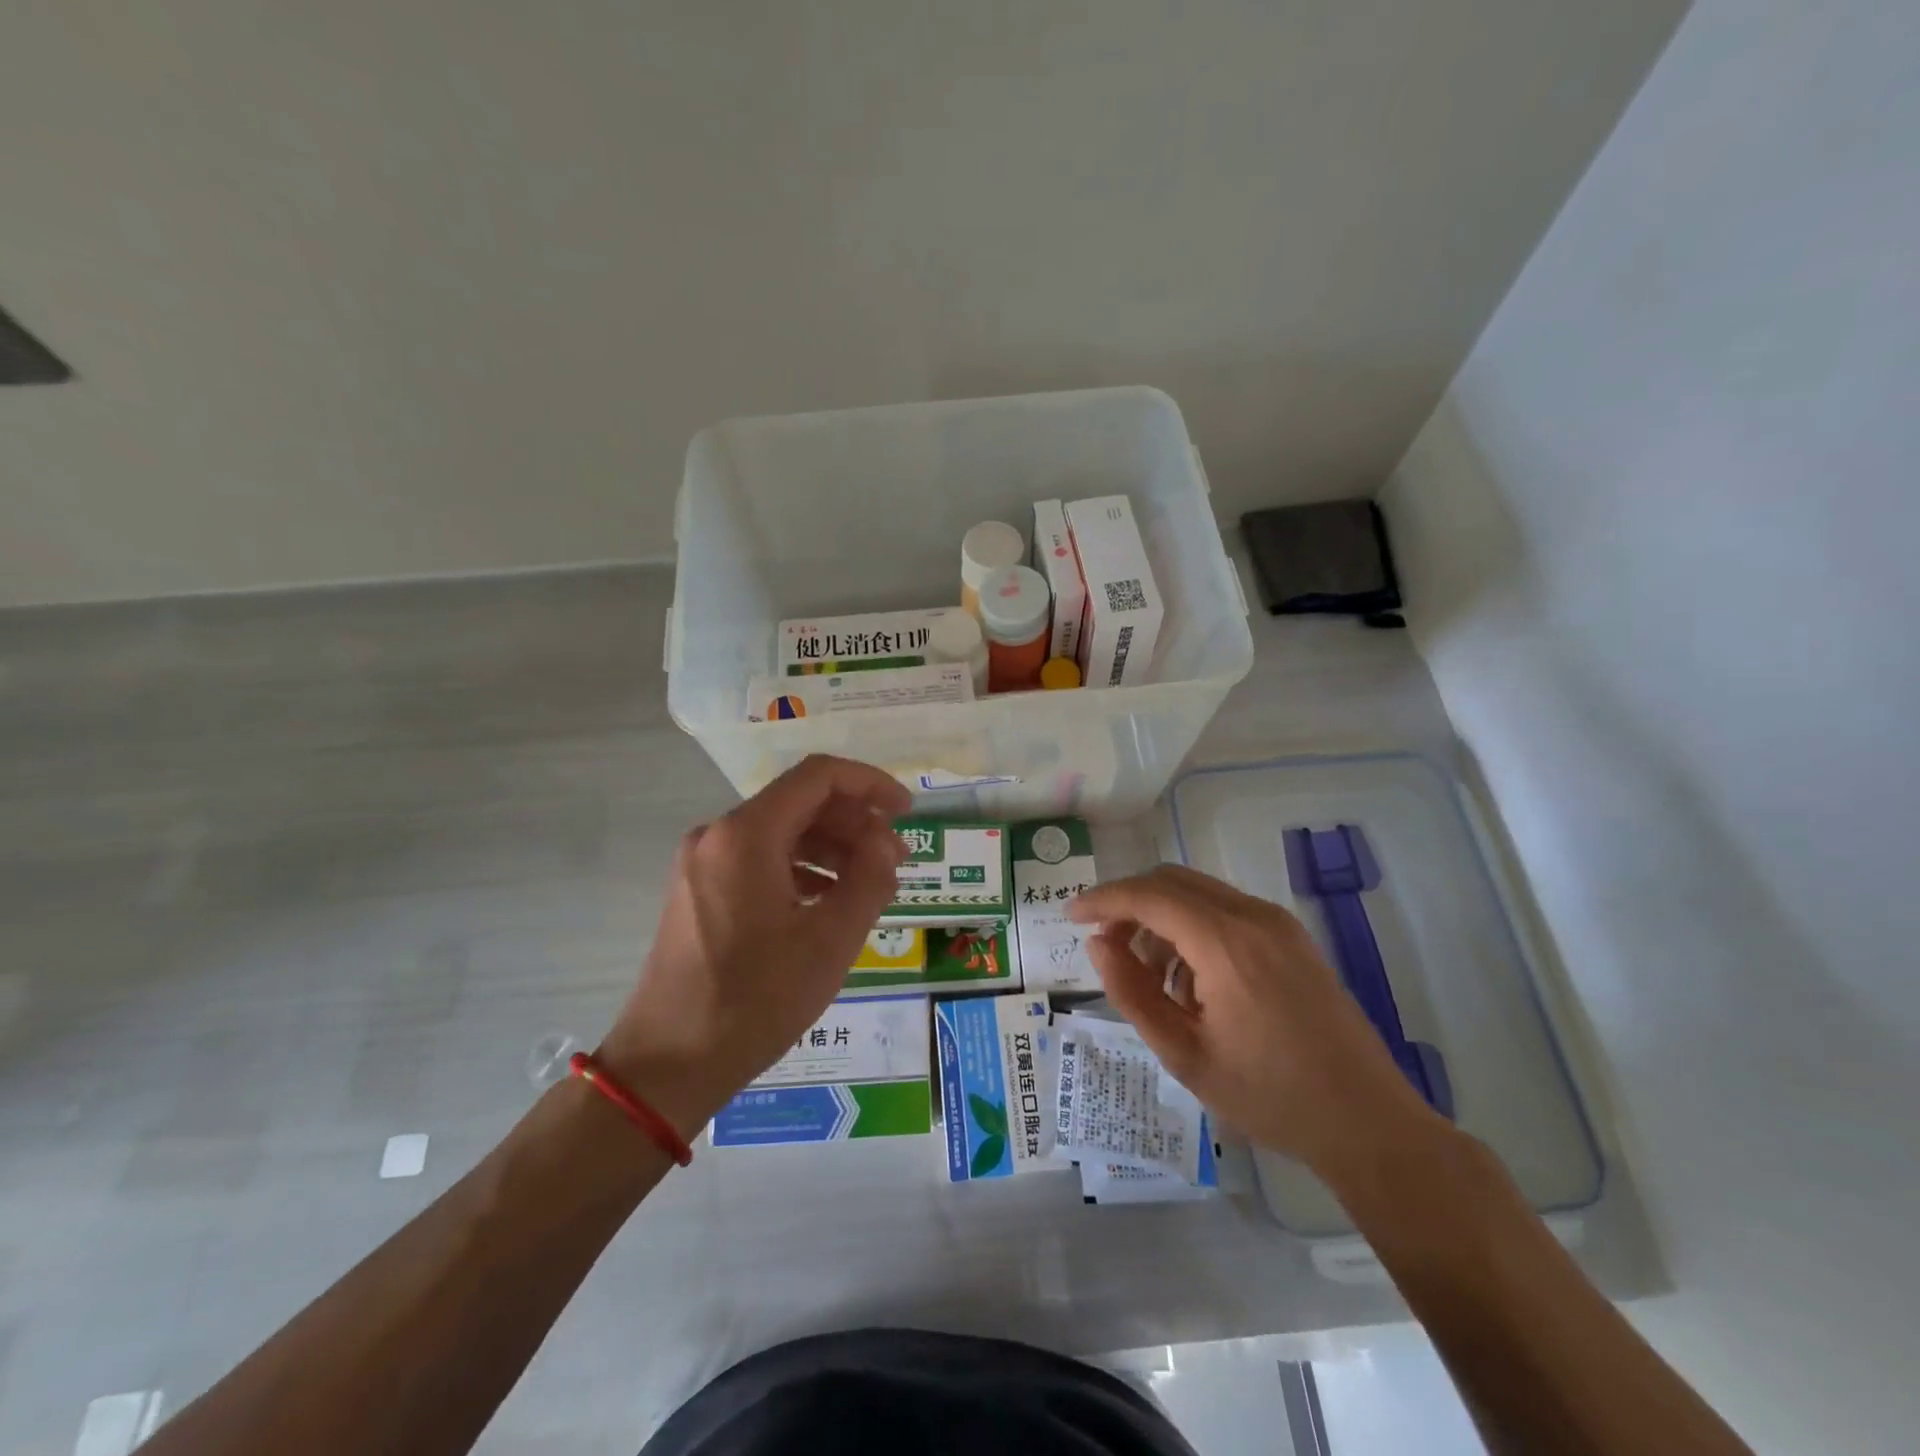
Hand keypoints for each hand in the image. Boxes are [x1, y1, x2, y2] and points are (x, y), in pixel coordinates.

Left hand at [598, 755, 909, 1136]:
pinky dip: (802, 869)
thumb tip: (886, 843)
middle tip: (896, 858)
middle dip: (855, 822)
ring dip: (832, 848)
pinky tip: (829, 902)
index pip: (818, 777)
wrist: (667, 1065)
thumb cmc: (754, 1000)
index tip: (907, 811)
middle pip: (800, 802)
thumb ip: (869, 879)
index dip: (870, 784)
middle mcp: (718, 835)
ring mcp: (703, 863)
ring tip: (871, 884)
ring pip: (781, 832)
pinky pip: (760, 860)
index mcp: (747, 834)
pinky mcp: (699, 891)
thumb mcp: (830, 941)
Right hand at [1069, 864, 1440, 1172]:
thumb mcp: (1184, 1053)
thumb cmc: (1269, 1096)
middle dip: (1129, 905)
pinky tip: (1190, 980)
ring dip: (1161, 917)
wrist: (1368, 1123)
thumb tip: (1098, 945)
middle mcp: (1253, 916)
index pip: (1149, 896)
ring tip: (1150, 976)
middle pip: (1172, 881)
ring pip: (1198, 893)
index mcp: (1226, 942)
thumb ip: (1131, 992)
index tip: (1070, 914)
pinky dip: (1192, 927)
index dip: (1103, 899)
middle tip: (1105, 947)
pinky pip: (1225, 911)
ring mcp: (1278, 924)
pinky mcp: (1292, 938)